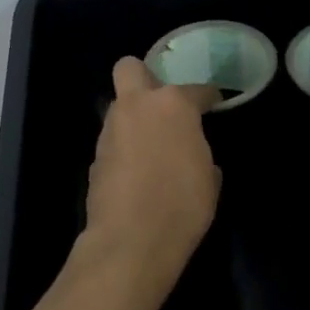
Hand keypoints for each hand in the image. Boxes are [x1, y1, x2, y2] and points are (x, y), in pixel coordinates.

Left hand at [80, 57, 220, 273]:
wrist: (131, 240)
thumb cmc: (183, 204)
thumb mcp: (209, 179)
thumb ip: (201, 154)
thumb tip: (195, 156)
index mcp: (173, 105)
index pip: (196, 90)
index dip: (208, 97)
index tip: (214, 105)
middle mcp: (137, 107)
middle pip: (130, 68)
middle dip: (145, 78)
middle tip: (162, 103)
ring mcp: (111, 130)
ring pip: (119, 107)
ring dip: (134, 118)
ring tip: (151, 146)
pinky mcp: (95, 157)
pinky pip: (114, 141)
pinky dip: (125, 149)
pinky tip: (137, 173)